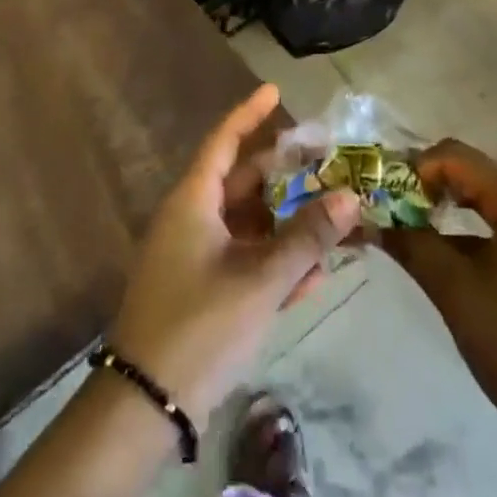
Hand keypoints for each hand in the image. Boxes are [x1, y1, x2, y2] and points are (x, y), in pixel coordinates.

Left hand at [109, 84, 360, 426]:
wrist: (145, 405)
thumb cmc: (199, 325)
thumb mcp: (260, 280)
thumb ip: (306, 239)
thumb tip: (350, 196)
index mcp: (193, 201)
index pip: (224, 141)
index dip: (249, 113)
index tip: (275, 91)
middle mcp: (192, 218)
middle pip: (242, 181)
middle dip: (283, 172)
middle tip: (324, 160)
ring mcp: (194, 255)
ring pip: (248, 224)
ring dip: (286, 222)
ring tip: (331, 215)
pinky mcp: (201, 290)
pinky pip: (243, 260)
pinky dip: (273, 260)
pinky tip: (313, 275)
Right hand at [381, 139, 496, 422]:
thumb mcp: (453, 289)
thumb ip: (410, 242)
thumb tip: (370, 220)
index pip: (458, 157)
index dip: (415, 167)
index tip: (386, 193)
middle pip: (477, 174)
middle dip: (432, 187)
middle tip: (394, 211)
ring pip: (493, 198)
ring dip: (454, 208)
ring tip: (417, 231)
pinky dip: (479, 228)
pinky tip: (455, 255)